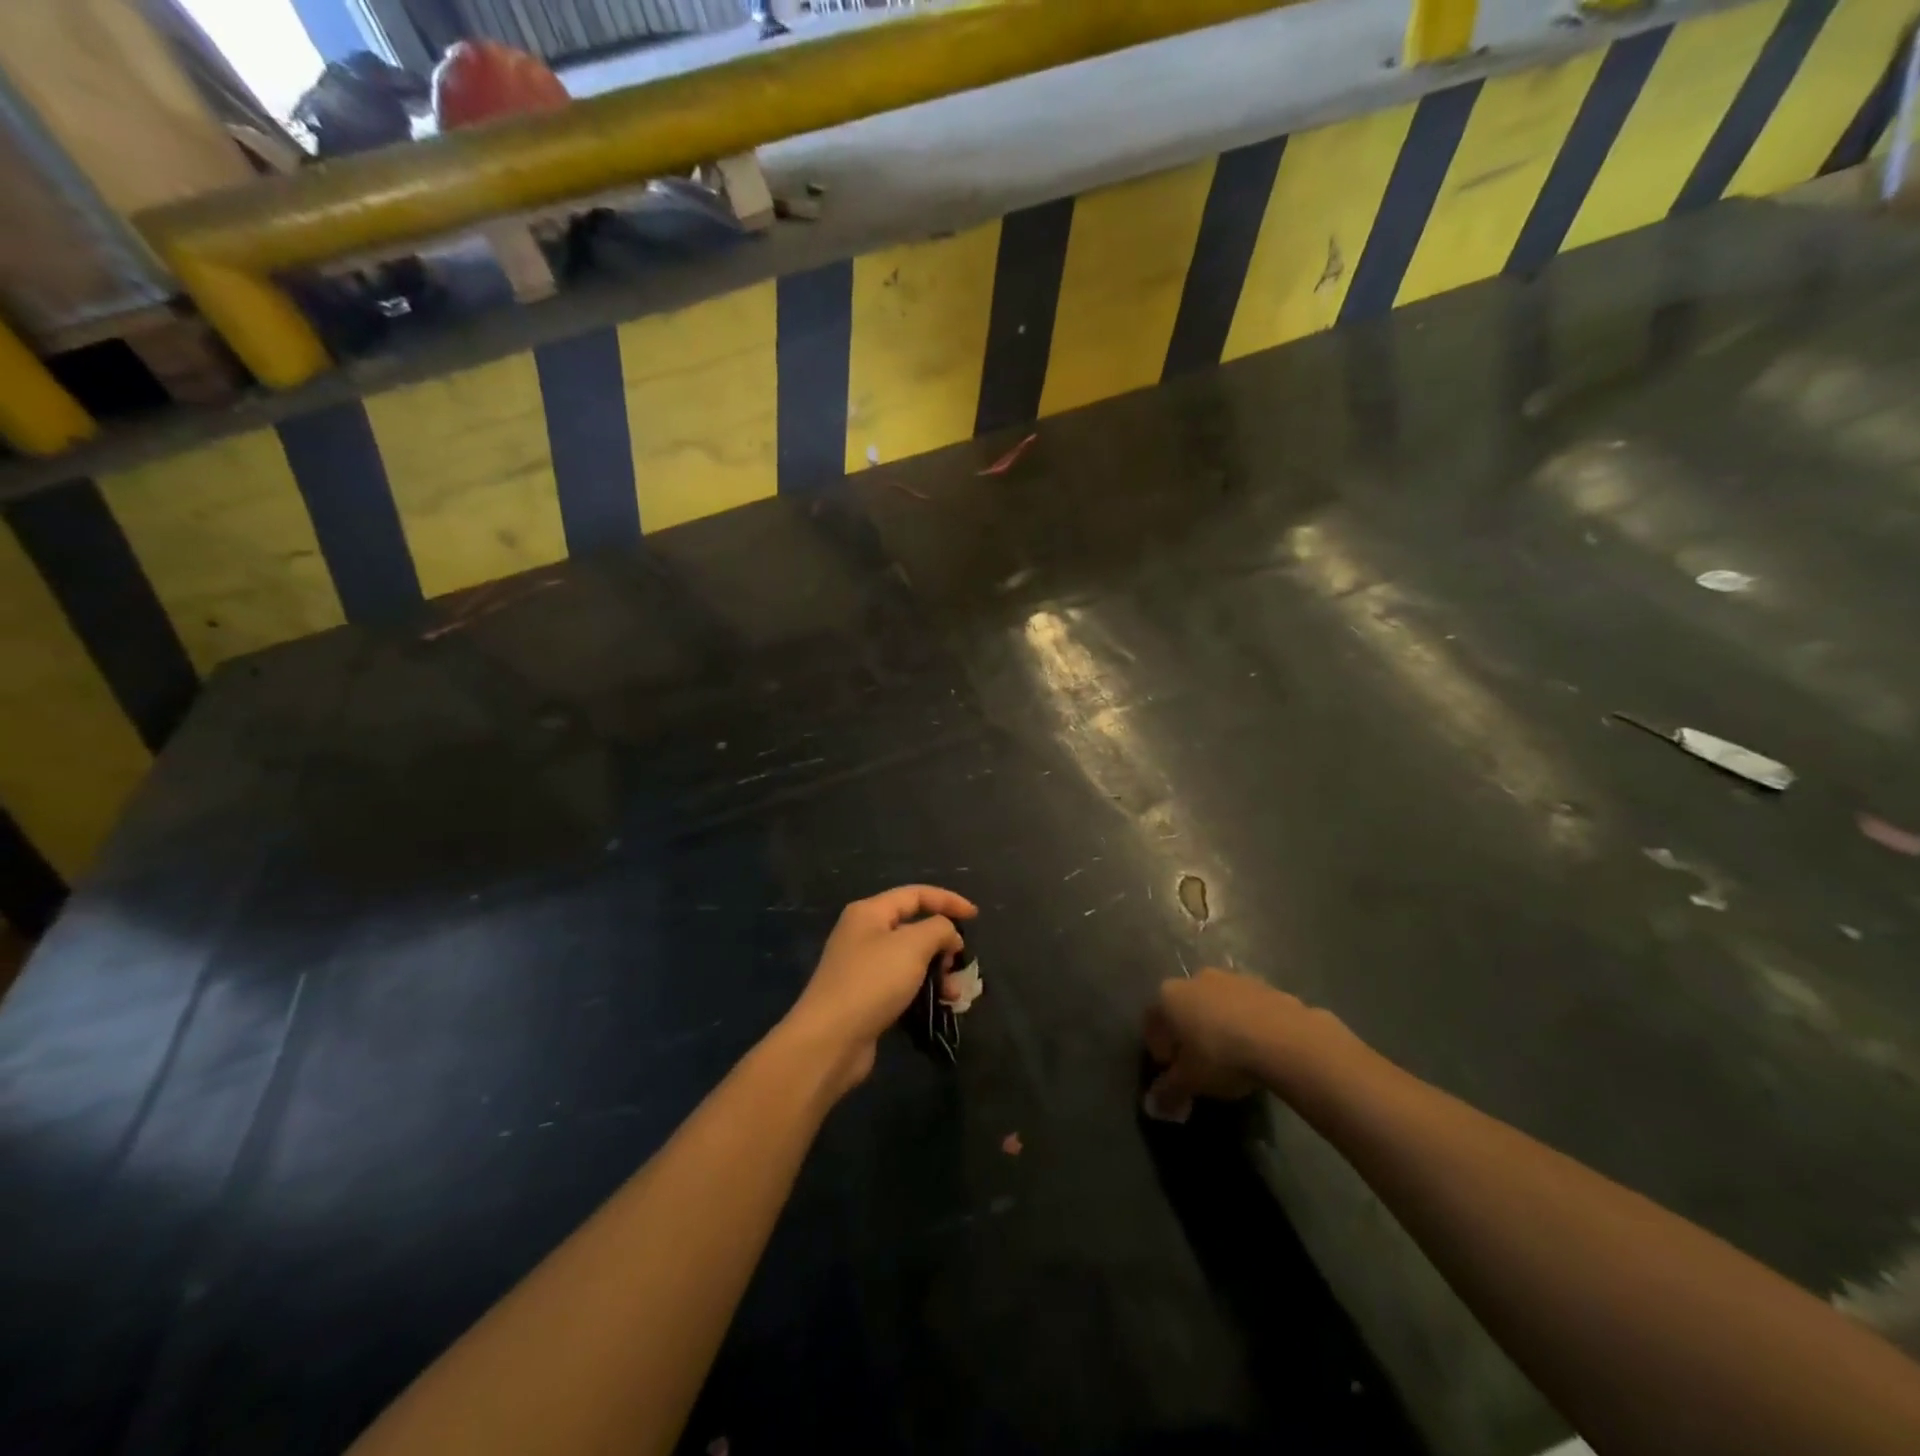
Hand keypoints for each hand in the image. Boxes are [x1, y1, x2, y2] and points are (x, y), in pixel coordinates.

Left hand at [786, 884, 977, 1095]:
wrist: (829, 1040)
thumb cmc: (871, 982)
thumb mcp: (912, 945)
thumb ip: (938, 929)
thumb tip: (948, 935)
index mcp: (870, 912)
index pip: (916, 895)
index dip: (948, 901)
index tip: (975, 916)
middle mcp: (864, 934)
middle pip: (913, 928)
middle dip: (942, 944)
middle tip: (958, 964)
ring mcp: (863, 967)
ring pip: (911, 960)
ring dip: (937, 972)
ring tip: (953, 994)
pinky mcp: (866, 997)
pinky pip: (904, 985)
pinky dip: (924, 991)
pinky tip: (940, 1007)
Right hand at [1144, 967, 1310, 1119]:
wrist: (1283, 1037)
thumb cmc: (1222, 1056)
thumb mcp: (1191, 1081)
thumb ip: (1169, 1092)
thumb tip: (1153, 1106)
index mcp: (1169, 996)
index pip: (1152, 1021)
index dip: (1158, 1047)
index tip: (1171, 1070)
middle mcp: (1196, 979)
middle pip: (1184, 1007)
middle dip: (1188, 1033)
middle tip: (1199, 1063)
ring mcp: (1231, 978)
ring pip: (1216, 1004)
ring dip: (1218, 1025)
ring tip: (1232, 1057)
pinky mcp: (1263, 985)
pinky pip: (1245, 1006)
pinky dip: (1245, 1023)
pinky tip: (1257, 1048)